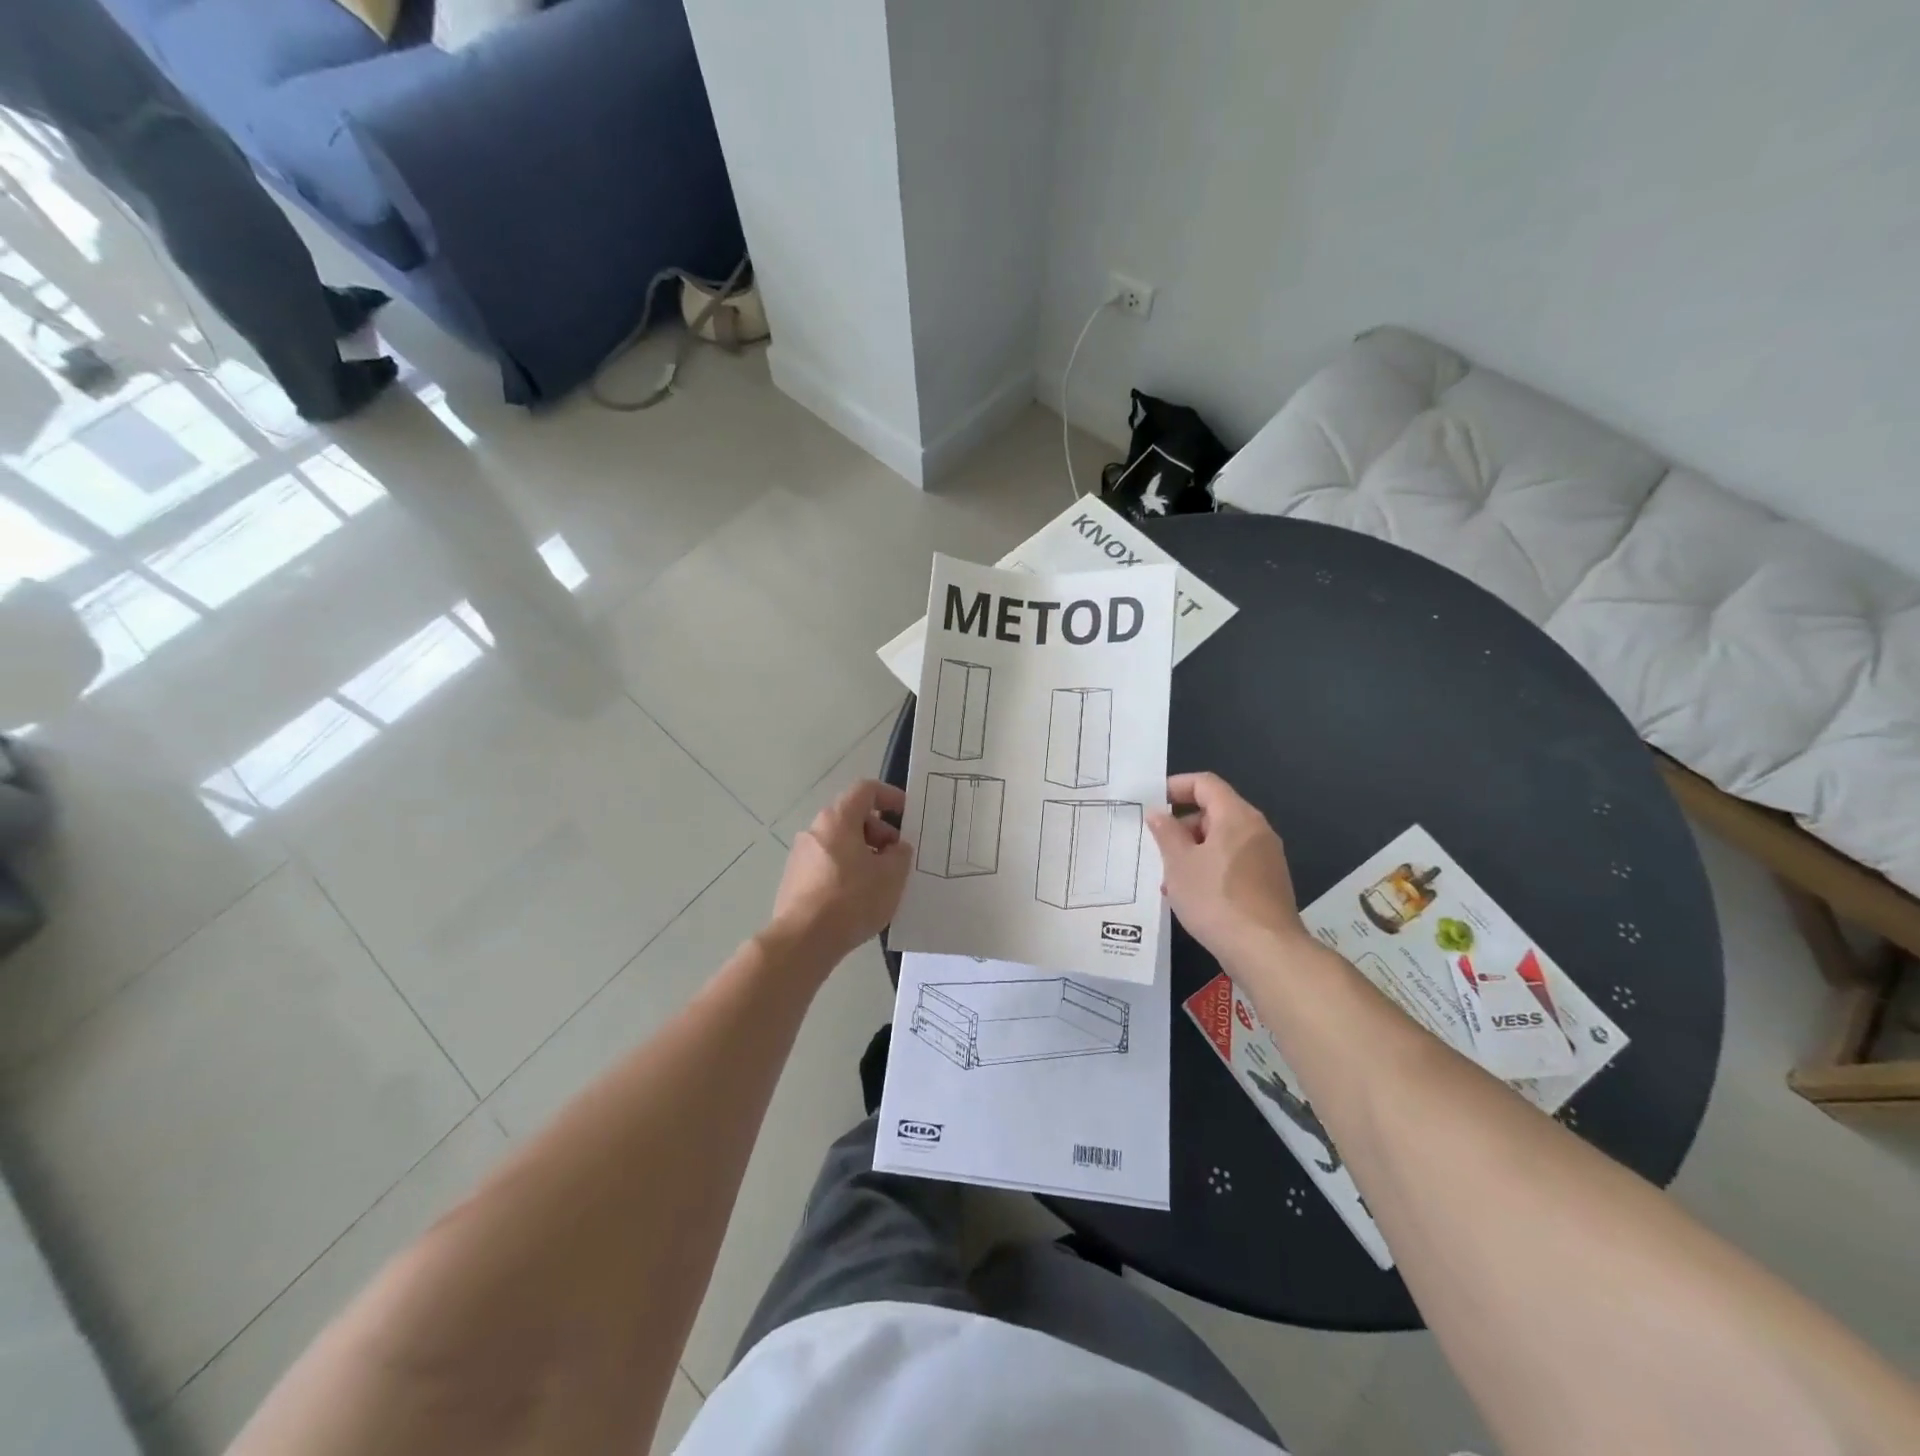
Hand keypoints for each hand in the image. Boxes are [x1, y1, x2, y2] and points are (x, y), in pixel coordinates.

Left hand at [769, 780, 911, 965]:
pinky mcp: (794, 879)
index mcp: (838, 819)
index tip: (907, 814)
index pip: (865, 790)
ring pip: (840, 842)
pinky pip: (827, 864)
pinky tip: (857, 898)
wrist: (803, 940)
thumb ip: (900, 854)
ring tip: (880, 881)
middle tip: (896, 857)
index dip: (890, 796)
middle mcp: (815, 830)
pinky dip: (846, 870)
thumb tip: (895, 848)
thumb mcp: (891, 876)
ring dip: (863, 853)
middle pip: (852, 817)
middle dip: (879, 831)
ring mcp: (800, 855)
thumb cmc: (852, 899)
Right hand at [1148, 773, 1309, 963]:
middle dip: (1182, 825)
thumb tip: (1158, 813)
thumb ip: (1166, 833)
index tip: (1152, 803)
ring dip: (1193, 850)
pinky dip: (1210, 867)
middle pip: (1215, 811)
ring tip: (1169, 878)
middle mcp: (1257, 830)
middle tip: (1157, 846)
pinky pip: (1233, 861)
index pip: (1205, 784)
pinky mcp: (1269, 882)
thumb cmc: (1216, 899)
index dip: (1176, 786)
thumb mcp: (1179, 864)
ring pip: (1222, 840)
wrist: (1266, 951)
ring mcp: (1267, 857)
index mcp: (1237, 816)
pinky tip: (1192, 895)